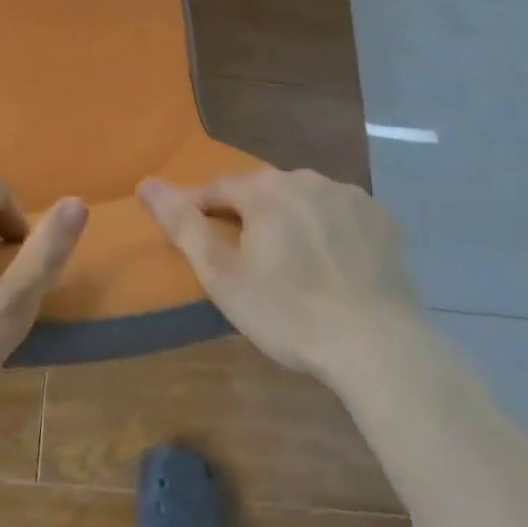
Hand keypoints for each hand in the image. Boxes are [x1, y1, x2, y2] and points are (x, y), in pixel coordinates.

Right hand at [139, 169, 417, 384]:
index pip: (218, 188)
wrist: (378, 347)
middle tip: (247, 261)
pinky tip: (334, 267)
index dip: (201, 210)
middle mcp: (306, 178)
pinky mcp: (383, 220)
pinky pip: (342, 216)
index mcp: (264, 190)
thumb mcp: (222, 276)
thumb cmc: (288, 312)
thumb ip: (181, 224)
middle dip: (249, 217)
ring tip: (292, 266)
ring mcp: (349, 196)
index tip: (196, 238)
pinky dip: (331, 232)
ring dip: (291, 222)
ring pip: (304, 201)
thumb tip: (145, 183)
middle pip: (263, 192)